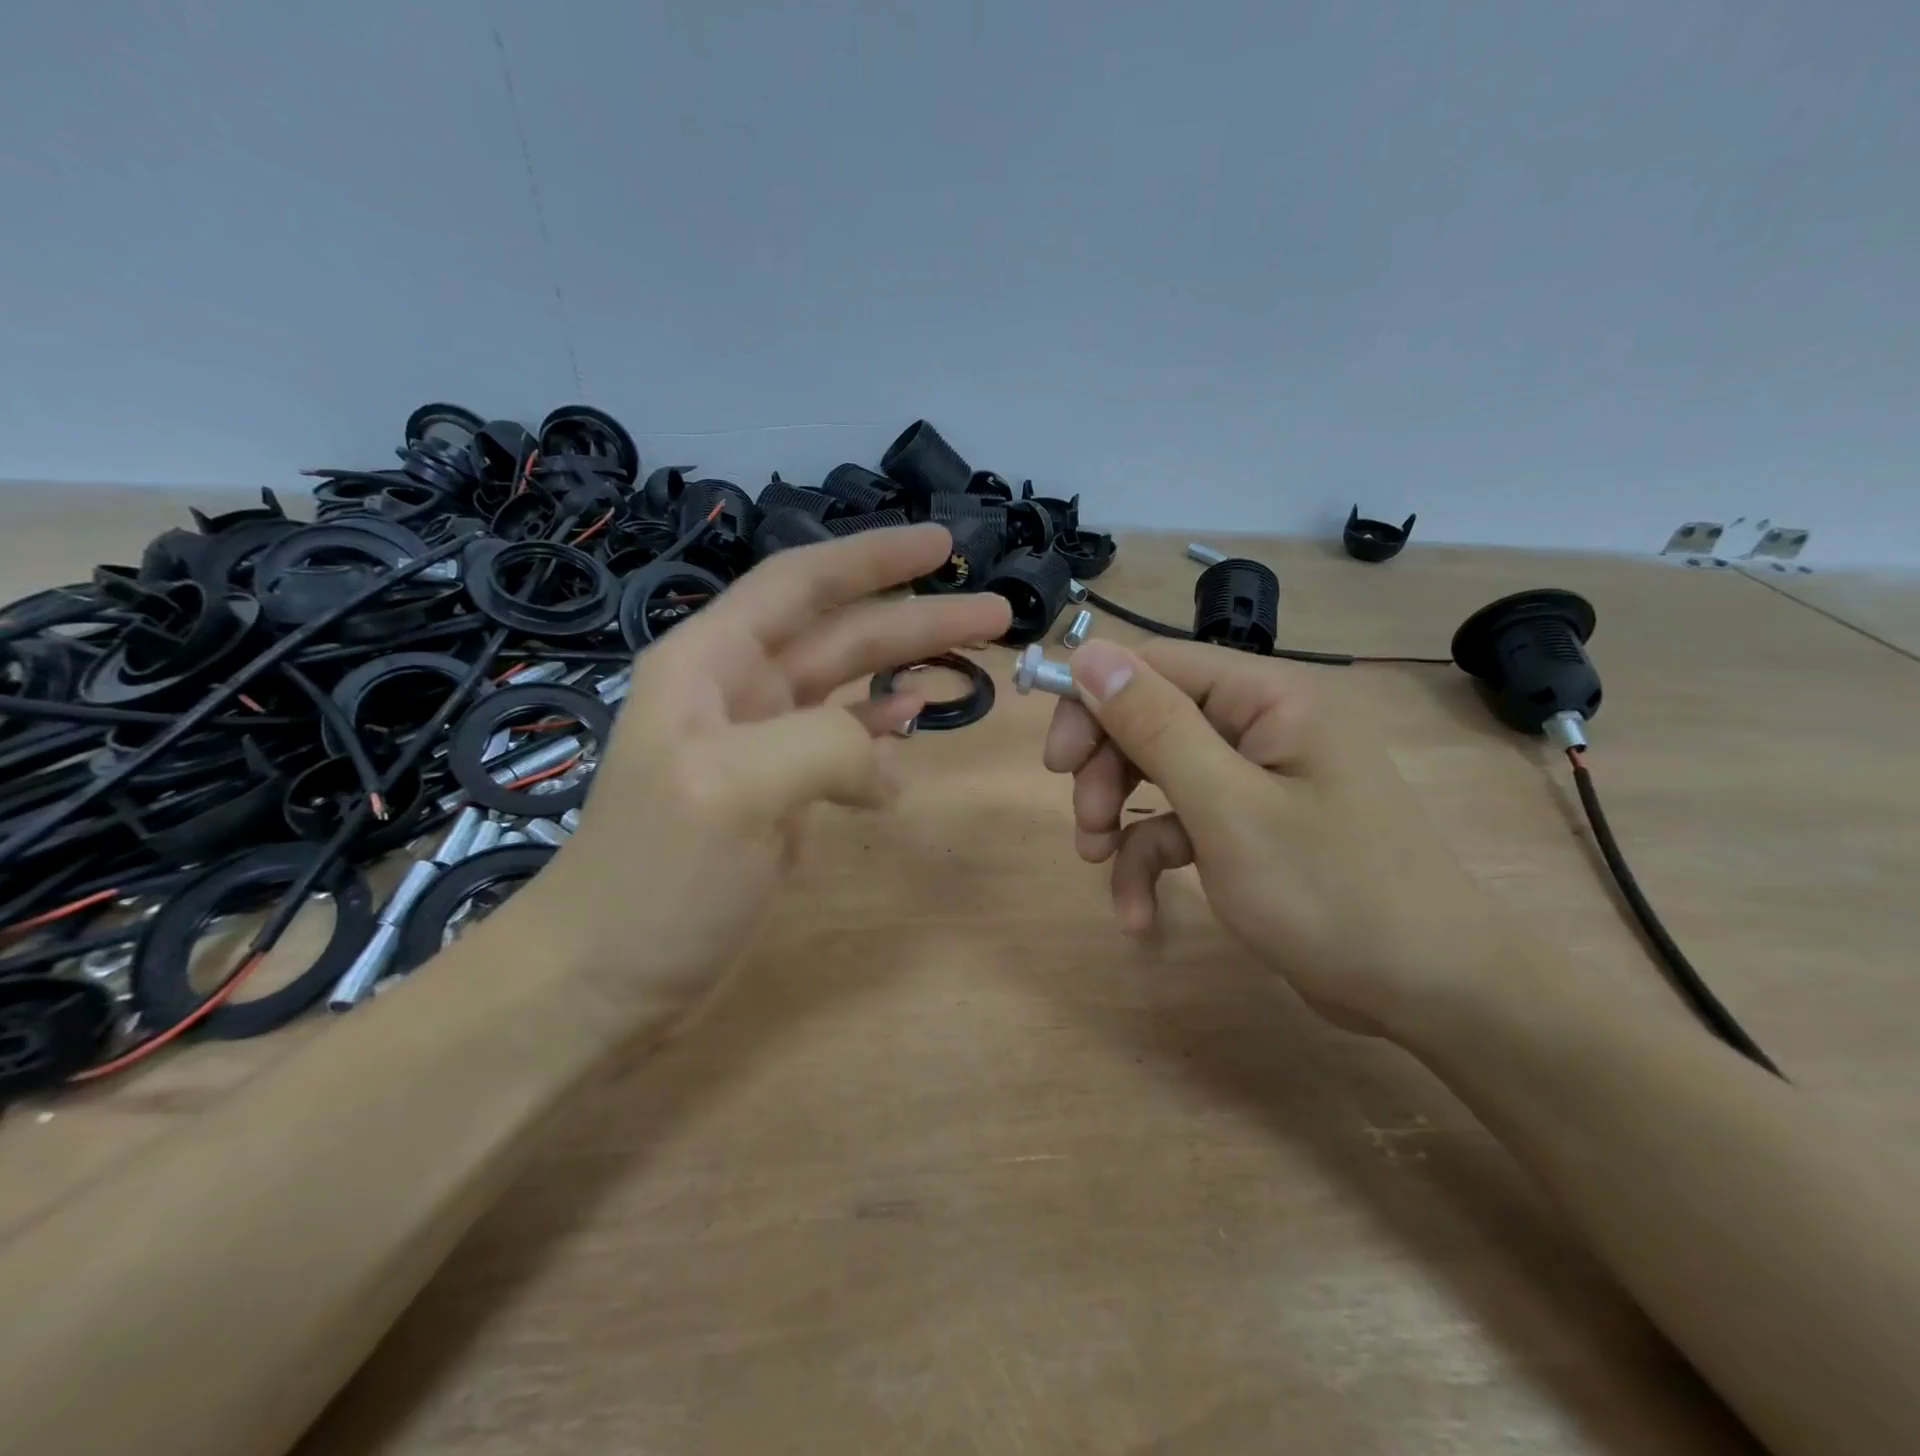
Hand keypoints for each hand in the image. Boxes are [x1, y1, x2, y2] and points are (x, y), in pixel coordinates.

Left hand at [512, 526, 1010, 1026]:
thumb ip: (824, 745)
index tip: (944, 546)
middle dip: (917, 618)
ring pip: (847, 687)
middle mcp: (735, 691)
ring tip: (973, 664)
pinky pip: (842, 745)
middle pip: (841, 634)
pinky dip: (880, 733)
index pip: (803, 584)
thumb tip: (886, 767)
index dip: (874, 558)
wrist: (604, 978)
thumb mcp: (734, 788)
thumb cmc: (657, 875)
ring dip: (906, 670)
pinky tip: (911, 728)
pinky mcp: (777, 797)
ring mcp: (759, 747)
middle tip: (997, 615)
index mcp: (712, 662)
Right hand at [1042, 638, 1523, 1037]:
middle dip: (1107, 772)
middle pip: (1152, 720)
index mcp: (1269, 698)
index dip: (1095, 701)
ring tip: (1101, 865)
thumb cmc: (1332, 892)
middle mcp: (1263, 725)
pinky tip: (1139, 914)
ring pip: (1159, 775)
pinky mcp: (1252, 827)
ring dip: (1120, 820)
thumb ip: (1156, 726)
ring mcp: (1258, 779)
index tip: (1055, 760)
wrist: (1433, 994)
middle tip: (1086, 824)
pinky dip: (1154, 863)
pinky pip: (1184, 826)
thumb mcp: (1228, 808)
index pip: (1157, 666)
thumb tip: (1091, 654)